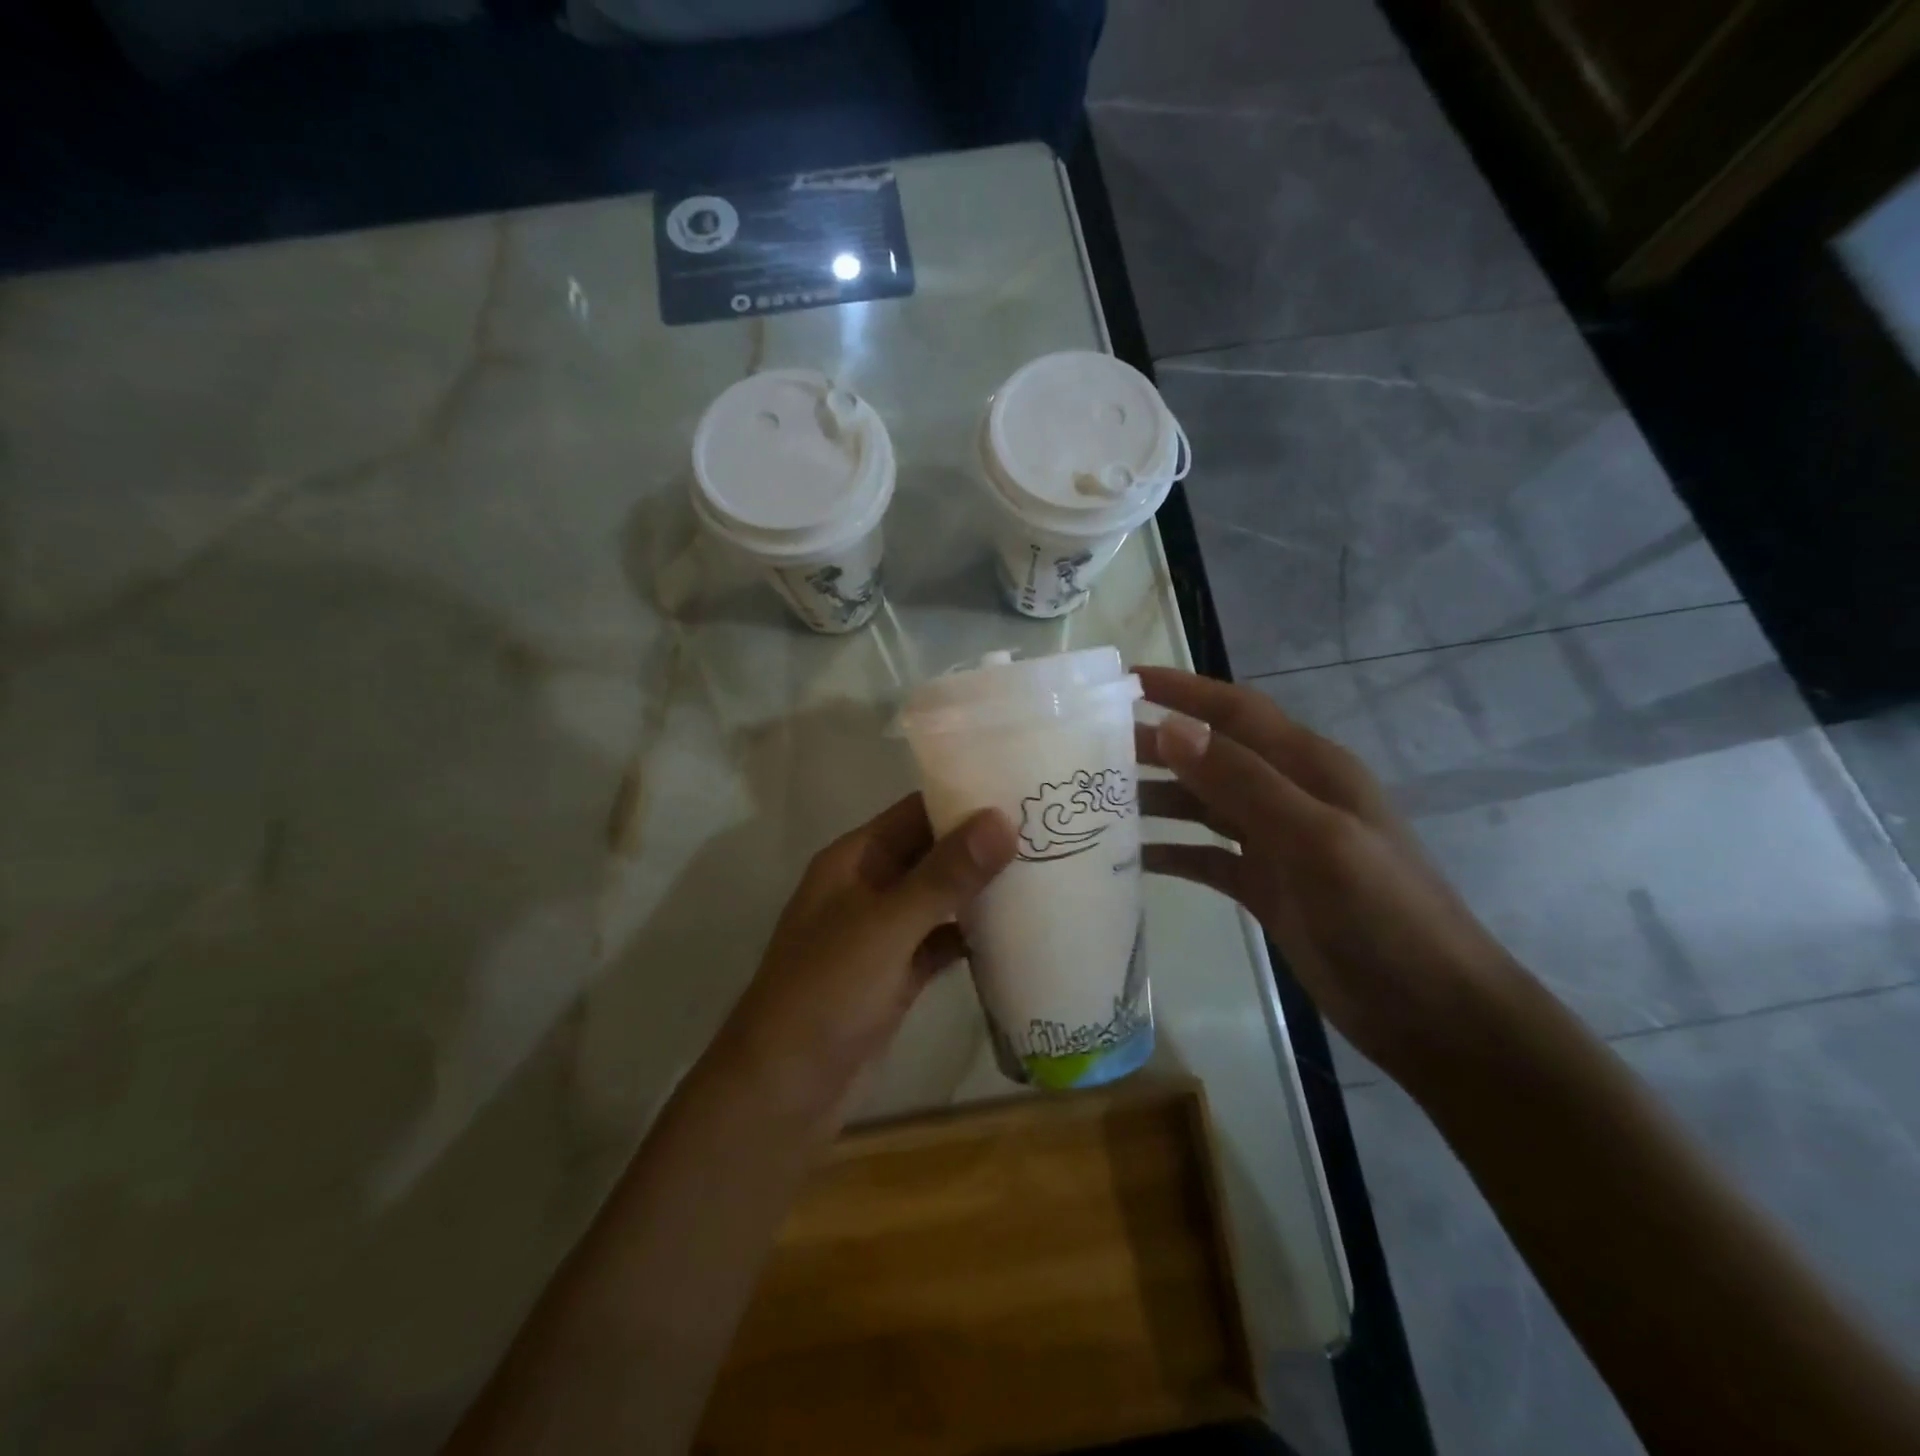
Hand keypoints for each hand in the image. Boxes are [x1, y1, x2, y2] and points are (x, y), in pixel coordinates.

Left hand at [712, 794, 1017, 1119]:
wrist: (784, 1092)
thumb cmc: (827, 991)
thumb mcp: (888, 926)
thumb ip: (946, 874)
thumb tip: (1002, 818)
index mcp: (855, 860)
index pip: (915, 811)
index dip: (964, 798)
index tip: (1022, 792)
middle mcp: (868, 888)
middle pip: (932, 853)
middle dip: (981, 846)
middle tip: (1049, 833)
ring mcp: (883, 934)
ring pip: (939, 900)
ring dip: (980, 892)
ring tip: (1045, 874)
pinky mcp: (897, 976)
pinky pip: (940, 943)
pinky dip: (971, 938)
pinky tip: (1017, 934)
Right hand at [1135, 667, 1520, 1080]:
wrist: (1431, 1012)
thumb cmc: (1384, 915)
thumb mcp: (1316, 840)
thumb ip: (1244, 782)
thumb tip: (1173, 727)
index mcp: (1310, 768)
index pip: (1236, 711)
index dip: (1184, 690)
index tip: (1125, 680)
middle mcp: (1289, 795)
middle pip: (1211, 756)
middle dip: (1156, 746)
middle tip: (1089, 748)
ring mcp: (1275, 843)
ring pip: (1202, 806)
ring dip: (1155, 799)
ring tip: (1098, 800)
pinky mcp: (1264, 886)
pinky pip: (1204, 856)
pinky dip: (1169, 852)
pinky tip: (1128, 858)